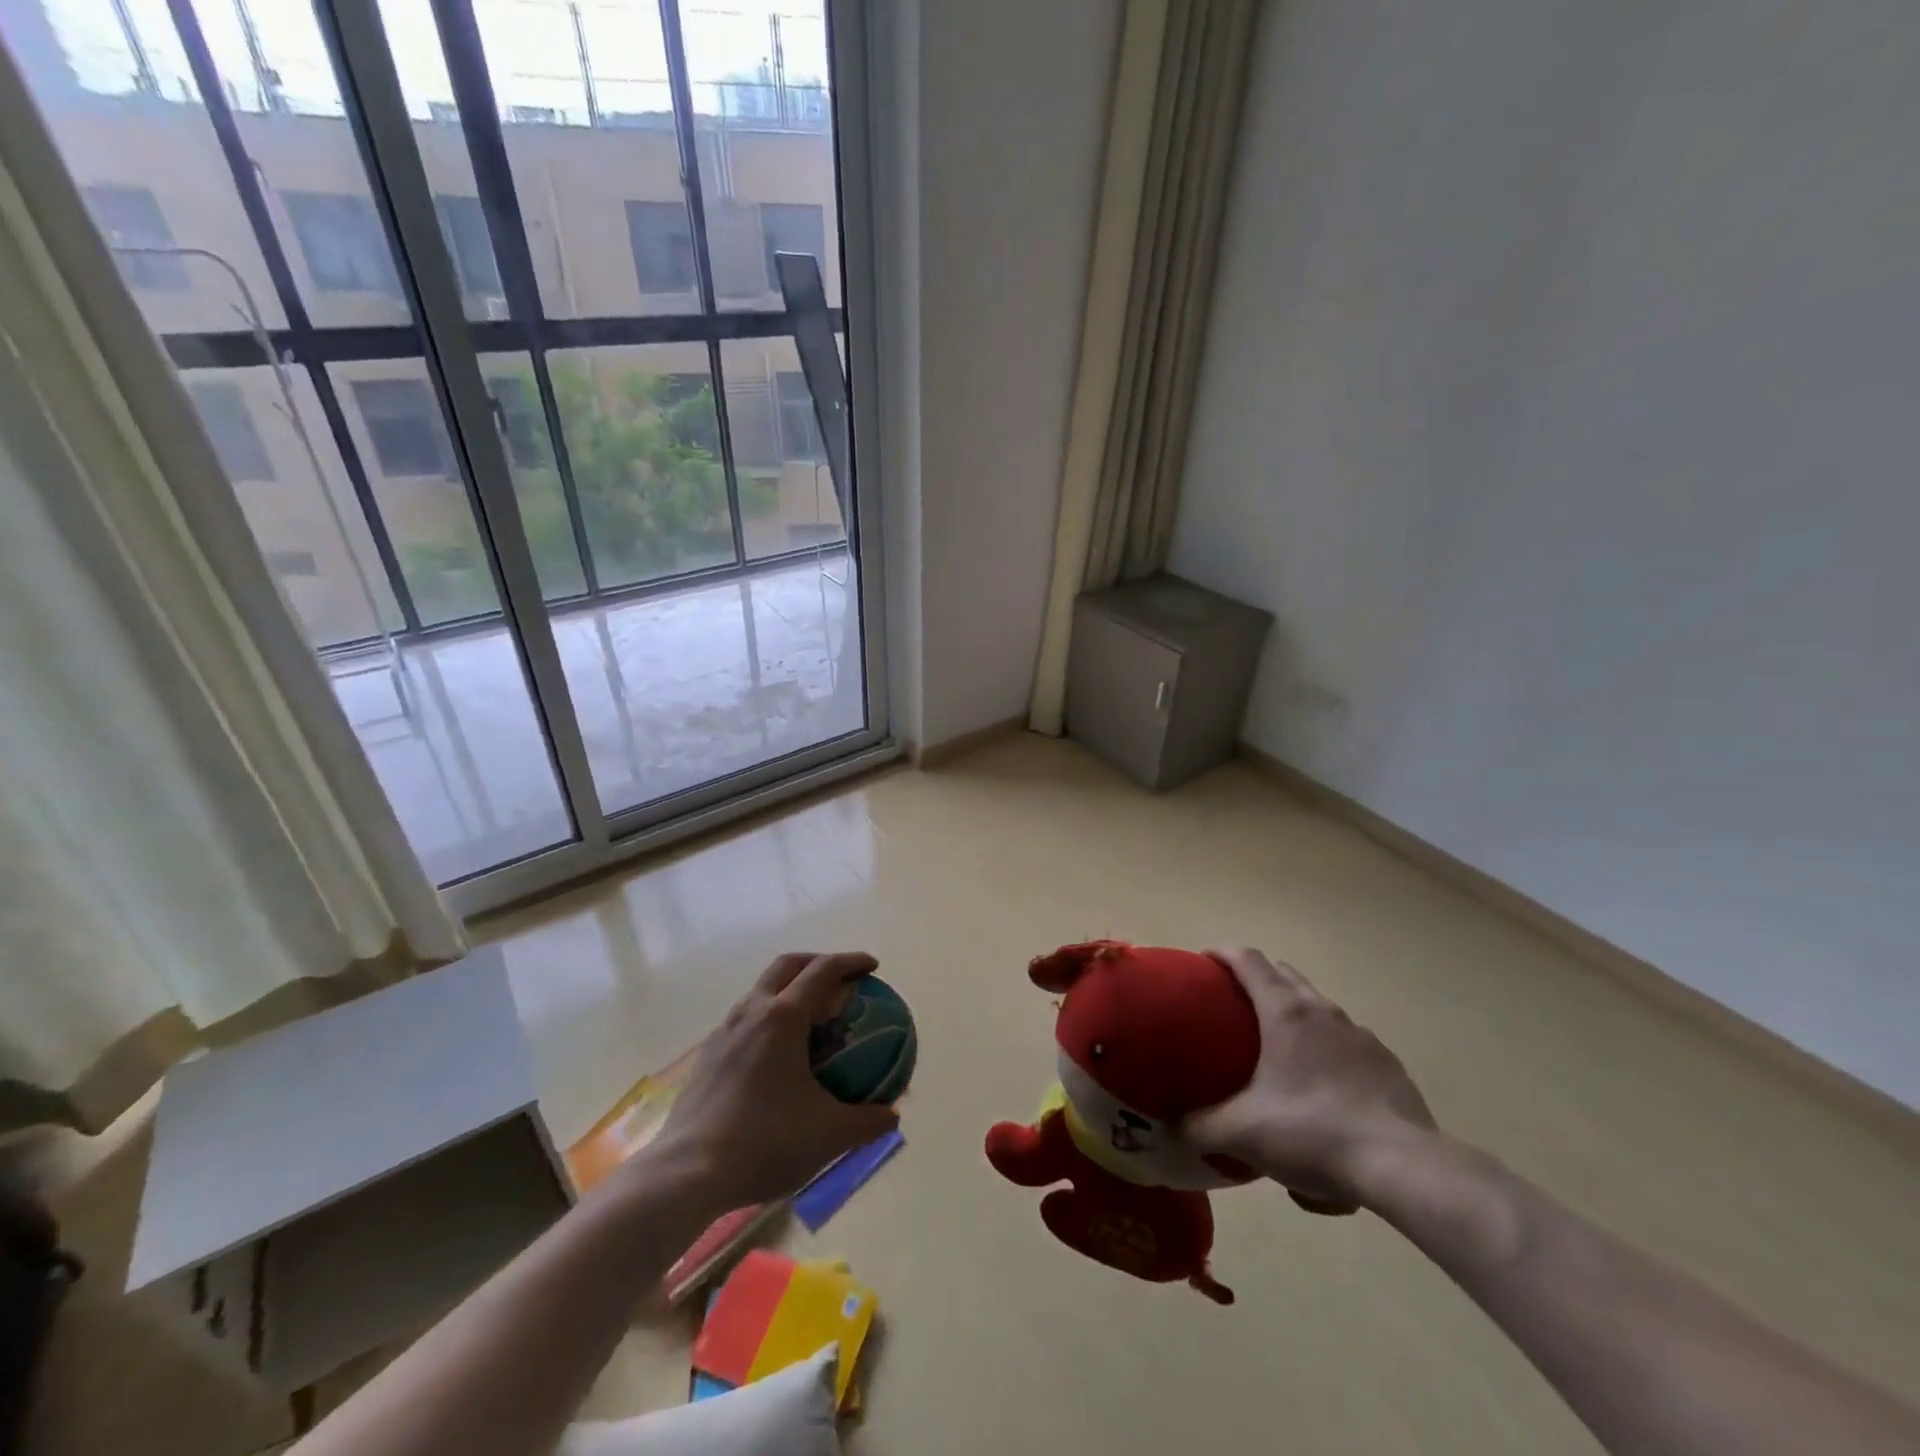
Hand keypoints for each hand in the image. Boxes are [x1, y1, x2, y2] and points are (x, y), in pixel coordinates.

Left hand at [637, 952, 899, 1211]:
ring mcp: (724, 1032)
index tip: (872, 968)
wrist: (687, 1173)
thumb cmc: (764, 1142)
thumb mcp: (828, 1135)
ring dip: (790, 990)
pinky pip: (745, 1020)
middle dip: (817, 963)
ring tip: (811, 1018)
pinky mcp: (707, 1056)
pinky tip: (777, 1056)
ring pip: (761, 990)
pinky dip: (769, 1019)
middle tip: (841, 980)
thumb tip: (892, 1116)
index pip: (823, 970)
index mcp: (783, 1018)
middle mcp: (751, 1012)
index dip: (851, 962)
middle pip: (788, 966)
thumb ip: (866, 1122)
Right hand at [1181, 948, 1436, 1214]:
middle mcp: (1323, 1011)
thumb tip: (1174, 1125)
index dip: (1222, 953)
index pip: (1247, 959)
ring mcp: (1361, 1035)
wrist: (1404, 1168)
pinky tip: (1324, 1091)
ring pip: (1319, 1007)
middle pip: (1284, 974)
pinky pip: (1347, 1043)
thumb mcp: (1242, 1133)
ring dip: (1295, 1014)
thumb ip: (1199, 1126)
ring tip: (1281, 1051)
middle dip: (1258, 977)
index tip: (1203, 962)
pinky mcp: (1388, 1064)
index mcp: (1285, 1011)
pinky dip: (1328, 1051)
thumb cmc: (1313, 1133)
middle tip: (1235, 1005)